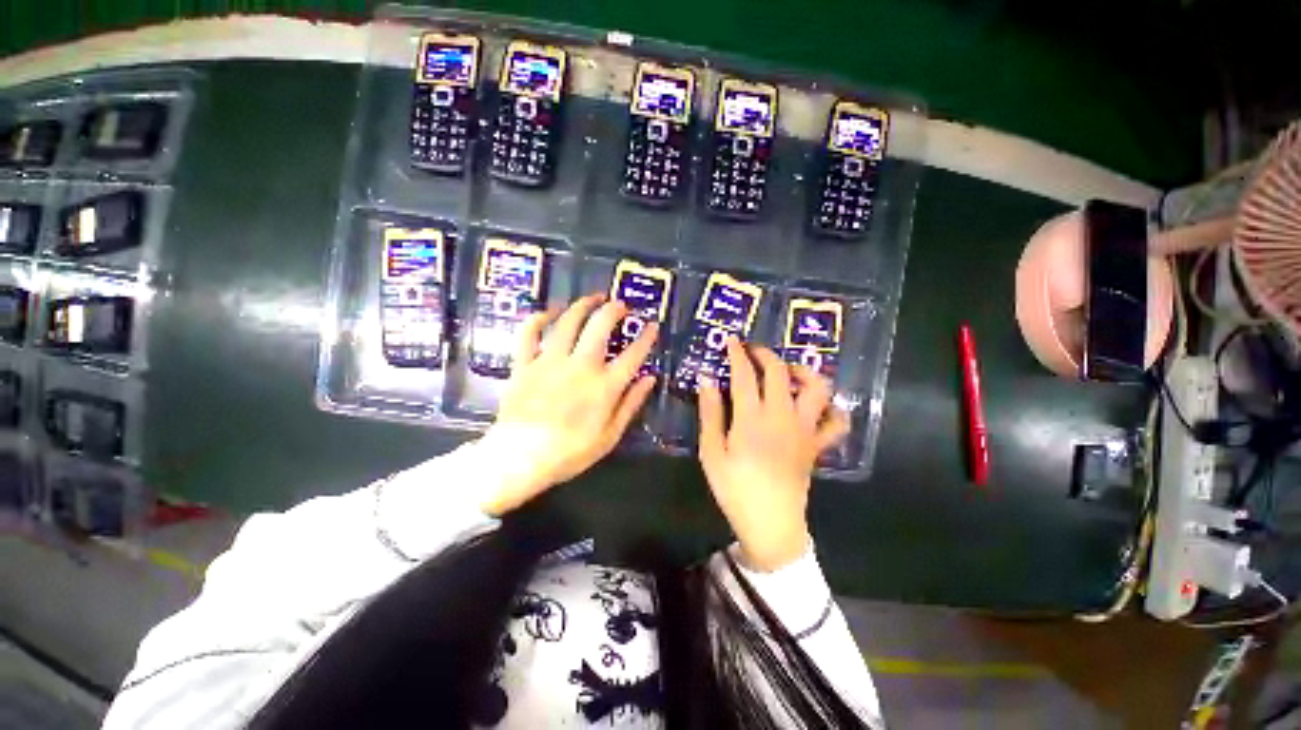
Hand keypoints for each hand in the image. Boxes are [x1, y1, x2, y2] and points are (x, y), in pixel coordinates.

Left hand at [478, 293, 658, 515]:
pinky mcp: (525, 364)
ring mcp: (550, 362)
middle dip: (613, 310)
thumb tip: (649, 379)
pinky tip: (549, 312)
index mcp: (604, 386)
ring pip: (568, 322)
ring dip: (582, 305)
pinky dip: (539, 318)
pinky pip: (529, 333)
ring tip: (592, 298)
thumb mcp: (610, 436)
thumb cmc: (570, 453)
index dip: (646, 337)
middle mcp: (580, 366)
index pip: (633, 355)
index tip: (652, 326)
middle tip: (620, 305)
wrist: (520, 458)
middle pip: (600, 326)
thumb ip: (631, 404)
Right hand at [698, 339, 848, 571]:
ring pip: (816, 389)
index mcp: (752, 419)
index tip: (731, 341)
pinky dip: (832, 408)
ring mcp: (804, 430)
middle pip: (779, 373)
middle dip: (765, 354)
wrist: (770, 524)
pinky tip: (817, 405)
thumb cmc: (735, 489)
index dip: (737, 354)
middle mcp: (782, 417)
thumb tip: (707, 381)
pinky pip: (836, 422)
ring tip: (787, 372)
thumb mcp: (711, 453)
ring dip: (803, 372)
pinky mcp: (817, 445)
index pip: (745, 375)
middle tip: (752, 350)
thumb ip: (710, 414)